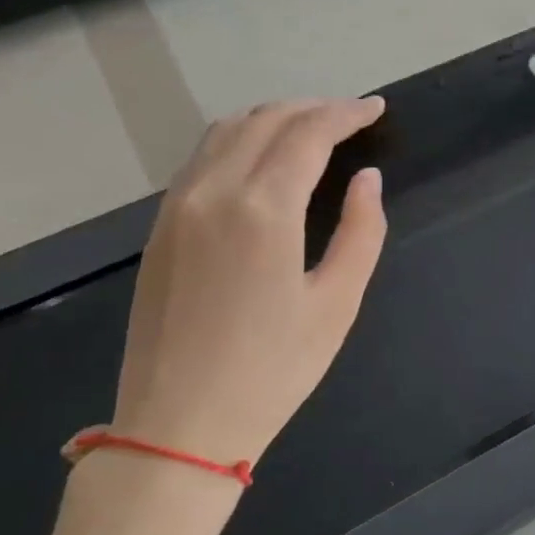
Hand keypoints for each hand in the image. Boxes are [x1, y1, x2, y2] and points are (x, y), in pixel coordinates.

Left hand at [107, 98, 387, 475]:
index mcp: (263, 209)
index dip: (346, 114)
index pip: (308, 133)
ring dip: (272, 118)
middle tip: (351, 117)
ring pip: (225, 131)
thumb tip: (367, 180)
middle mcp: (213, 192)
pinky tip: (261, 159)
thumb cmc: (272, 370)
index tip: (375, 109)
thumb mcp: (337, 304)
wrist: (178, 425)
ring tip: (310, 129)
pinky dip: (239, 140)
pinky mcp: (159, 227)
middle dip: (312, 109)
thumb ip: (361, 232)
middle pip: (265, 120)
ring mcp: (177, 206)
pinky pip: (202, 158)